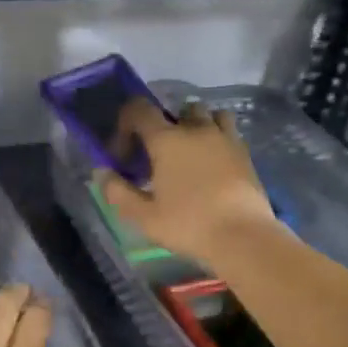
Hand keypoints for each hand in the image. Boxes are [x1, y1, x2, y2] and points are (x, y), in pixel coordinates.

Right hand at [99, 98, 277, 267]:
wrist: (243, 236)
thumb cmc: (189, 225)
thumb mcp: (144, 216)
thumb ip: (118, 192)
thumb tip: (102, 172)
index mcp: (167, 140)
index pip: (140, 109)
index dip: (126, 124)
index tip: (124, 153)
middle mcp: (196, 129)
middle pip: (177, 109)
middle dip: (164, 125)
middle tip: (159, 155)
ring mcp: (225, 138)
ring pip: (208, 114)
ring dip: (196, 124)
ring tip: (190, 151)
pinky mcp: (245, 152)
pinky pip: (228, 131)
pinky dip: (217, 137)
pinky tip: (213, 163)